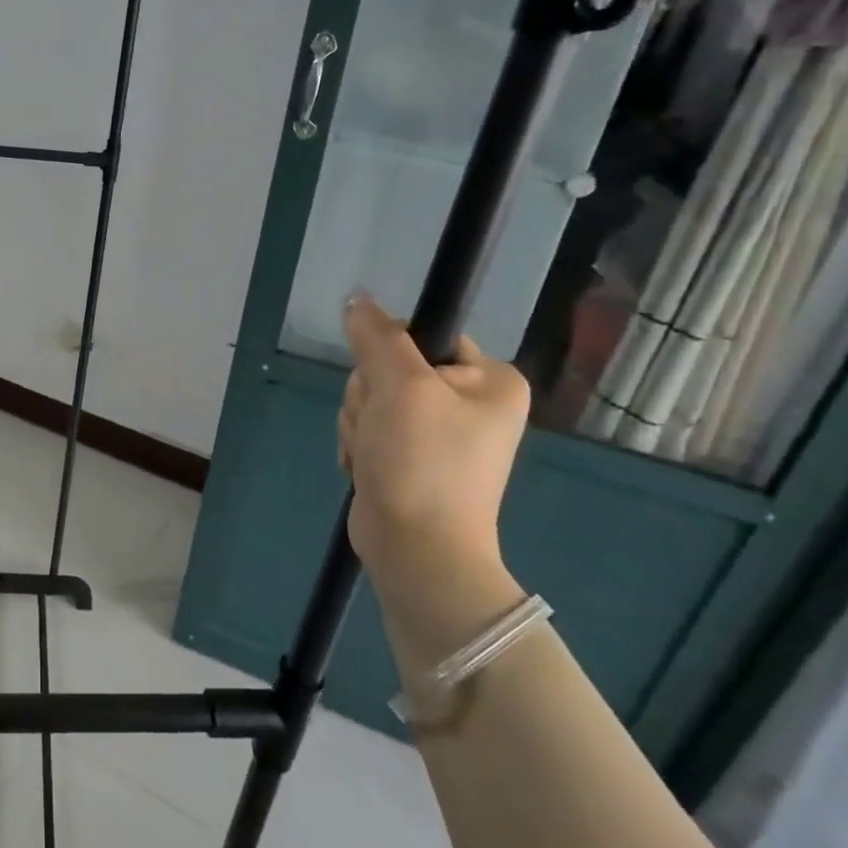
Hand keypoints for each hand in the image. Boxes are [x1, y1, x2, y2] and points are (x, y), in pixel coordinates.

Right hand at [339, 296, 529, 658]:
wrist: (416, 549)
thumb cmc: (422, 462)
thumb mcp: (400, 387)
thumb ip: (377, 337)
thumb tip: (357, 299)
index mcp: (490, 381)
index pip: (426, 336)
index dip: (393, 354)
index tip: (390, 384)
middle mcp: (469, 403)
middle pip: (390, 368)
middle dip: (370, 397)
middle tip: (381, 427)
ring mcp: (438, 433)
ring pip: (371, 398)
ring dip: (359, 423)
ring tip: (374, 454)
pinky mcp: (408, 457)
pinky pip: (367, 427)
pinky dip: (359, 444)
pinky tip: (367, 467)